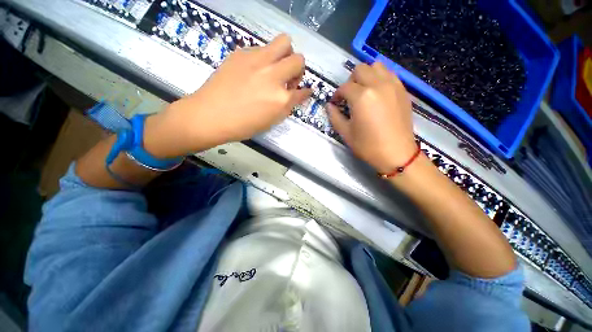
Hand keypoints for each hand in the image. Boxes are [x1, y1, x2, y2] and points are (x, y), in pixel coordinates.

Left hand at [144, 34, 310, 157]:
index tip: (304, 91)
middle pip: (298, 60)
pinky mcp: (242, 53)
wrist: (210, 115)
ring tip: (275, 67)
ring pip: (284, 42)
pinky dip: (266, 57)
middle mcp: (273, 76)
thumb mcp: (271, 121)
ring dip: (285, 55)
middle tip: (288, 78)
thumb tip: (296, 95)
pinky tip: (256, 69)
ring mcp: (257, 61)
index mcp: (280, 99)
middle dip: (298, 69)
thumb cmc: (242, 125)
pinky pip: (263, 48)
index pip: (302, 91)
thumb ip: (286, 106)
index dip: (305, 92)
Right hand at [327, 62, 416, 173]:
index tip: (335, 103)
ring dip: (366, 75)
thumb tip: (329, 106)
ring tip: (363, 91)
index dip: (337, 95)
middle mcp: (378, 84)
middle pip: (360, 69)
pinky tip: (377, 93)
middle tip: (349, 96)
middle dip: (350, 81)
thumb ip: (335, 116)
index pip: (344, 87)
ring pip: (377, 66)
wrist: (396, 154)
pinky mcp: (402, 90)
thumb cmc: (368, 146)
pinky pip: (389, 74)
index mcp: (361, 97)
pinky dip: (380, 78)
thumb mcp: (346, 133)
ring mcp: (393, 85)